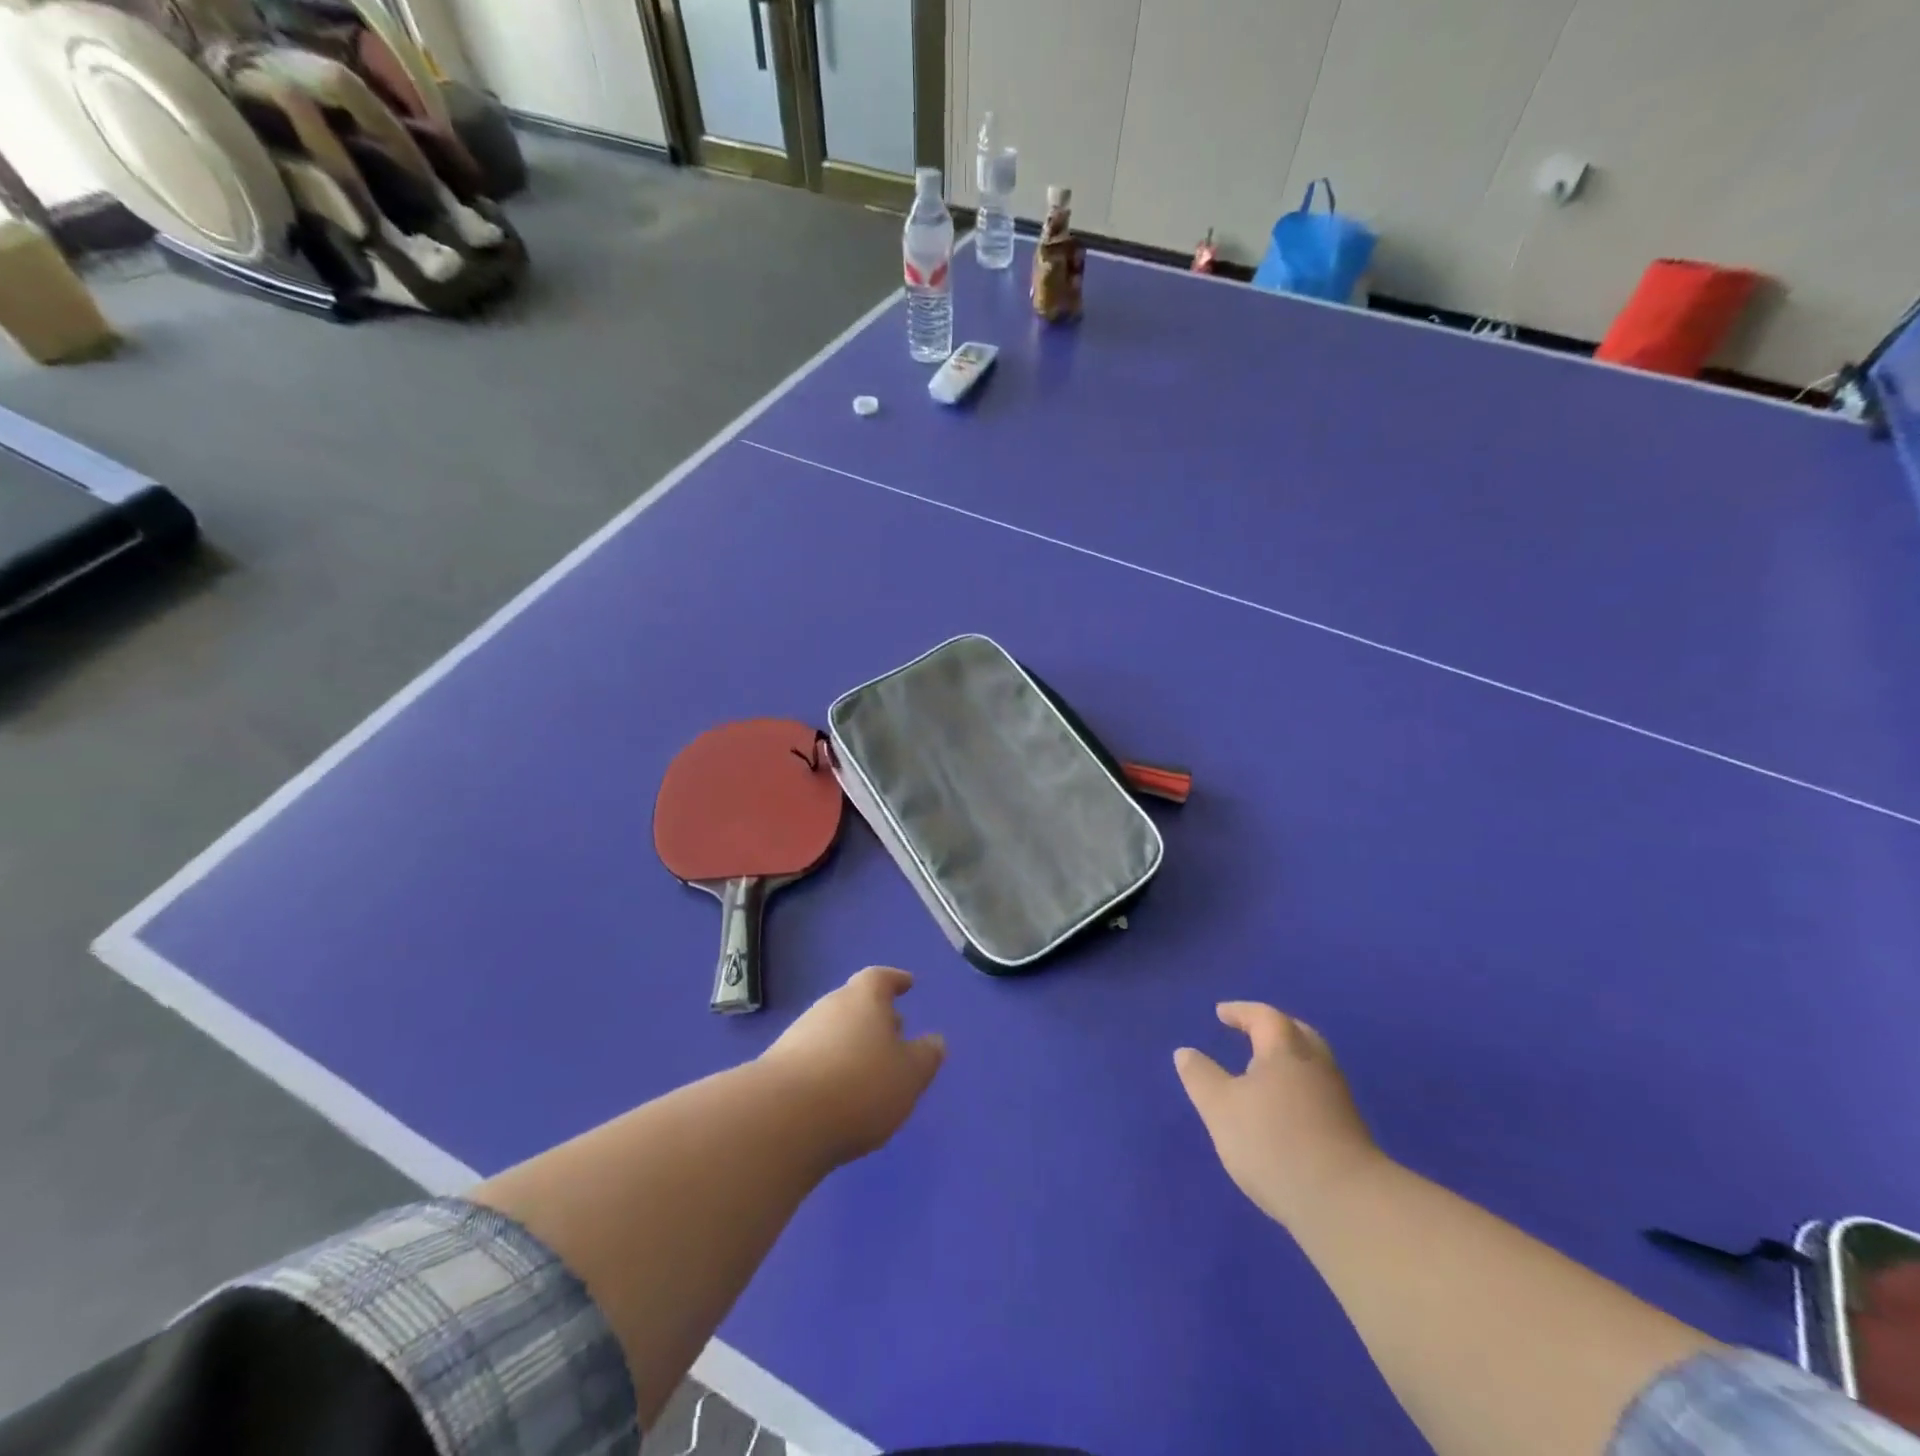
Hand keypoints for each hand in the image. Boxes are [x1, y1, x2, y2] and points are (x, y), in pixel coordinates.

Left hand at [760, 966, 945, 1165]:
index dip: (895, 980)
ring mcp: (798, 1035)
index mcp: (863, 999)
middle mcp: (829, 1007)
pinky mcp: (777, 1067)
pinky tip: (838, 1092)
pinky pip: (813, 1057)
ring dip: (851, 1042)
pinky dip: (829, 1066)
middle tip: (894, 1031)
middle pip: (854, 1002)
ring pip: (833, 1030)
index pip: (880, 978)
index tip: (907, 983)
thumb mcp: (909, 1075)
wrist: (783, 1119)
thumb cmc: (860, 1086)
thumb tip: (935, 1040)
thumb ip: (926, 1056)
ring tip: (868, 1067)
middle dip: (874, 1015)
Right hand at [1174, 1002, 1381, 1229]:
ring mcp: (1337, 1098)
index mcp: (1285, 1051)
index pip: (1264, 1017)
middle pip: (1297, 1033)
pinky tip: (1284, 1108)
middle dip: (1272, 1028)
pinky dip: (1298, 1086)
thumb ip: (1200, 1077)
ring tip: (1263, 1070)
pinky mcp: (1349, 1130)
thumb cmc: (1274, 1143)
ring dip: (1288, 1059)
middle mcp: (1316, 1066)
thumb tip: (1185, 1052)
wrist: (1345, 1203)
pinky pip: (1318, 1091)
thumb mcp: (1220, 1108)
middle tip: (1251, 1031)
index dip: (1241, 1012)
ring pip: (1311, 1064)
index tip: (1221, 1013)